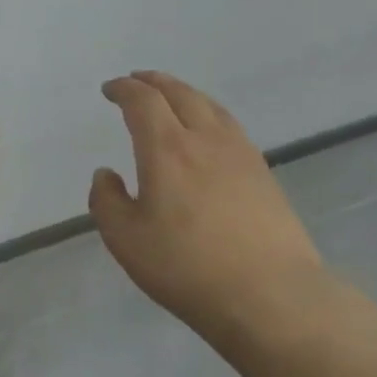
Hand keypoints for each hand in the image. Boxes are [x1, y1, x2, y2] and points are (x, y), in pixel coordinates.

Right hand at [89, 71, 332, 355]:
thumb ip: (107, 201)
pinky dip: (209, 114)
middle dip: (154, 82)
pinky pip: (230, 126)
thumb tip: (106, 174)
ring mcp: (241, 154)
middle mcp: (205, 140)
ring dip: (184, 94)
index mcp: (167, 149)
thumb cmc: (187, 267)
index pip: (143, 102)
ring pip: (210, 106)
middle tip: (137, 81)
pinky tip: (208, 132)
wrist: (270, 295)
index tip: (109, 90)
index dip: (124, 89)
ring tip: (171, 97)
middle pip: (180, 94)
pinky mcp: (264, 174)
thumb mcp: (125, 240)